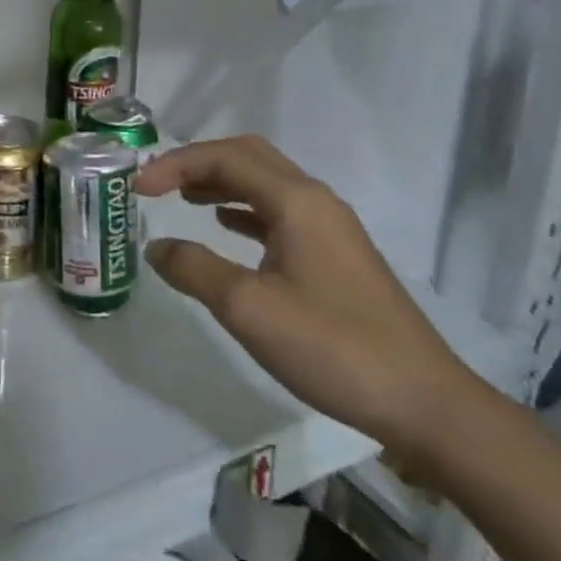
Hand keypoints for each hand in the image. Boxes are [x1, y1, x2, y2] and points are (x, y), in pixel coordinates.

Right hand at [137, 137, 481, 454]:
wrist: (424, 402)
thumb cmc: (331, 346)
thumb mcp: (247, 308)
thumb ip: (194, 269)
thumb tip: (156, 246)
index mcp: (296, 201)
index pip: (225, 158)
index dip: (175, 164)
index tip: (136, 189)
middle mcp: (315, 201)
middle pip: (249, 157)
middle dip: (198, 162)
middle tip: (158, 183)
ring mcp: (330, 228)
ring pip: (266, 184)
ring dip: (221, 182)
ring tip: (182, 198)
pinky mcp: (336, 255)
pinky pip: (279, 212)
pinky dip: (244, 209)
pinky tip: (226, 227)